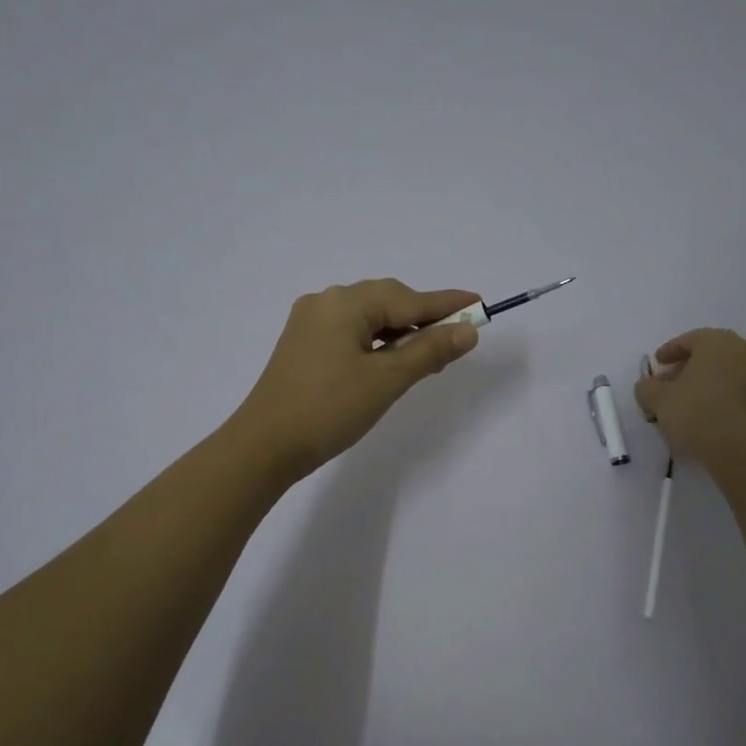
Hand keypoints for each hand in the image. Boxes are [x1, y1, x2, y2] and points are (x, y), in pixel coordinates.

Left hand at [231, 279, 482, 483]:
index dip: (447, 305)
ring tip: (427, 358)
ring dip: (400, 333)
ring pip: (369, 318)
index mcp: (345, 303)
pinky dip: (377, 343)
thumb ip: (429, 351)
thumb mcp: (387, 380)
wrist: (265, 446)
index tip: (480, 304)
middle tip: (455, 341)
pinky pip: (351, 332)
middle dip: (423, 319)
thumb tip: (467, 331)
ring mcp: (310, 323)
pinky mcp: (303, 344)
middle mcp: (325, 302)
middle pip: (387, 302)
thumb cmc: (329, 409)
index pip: (409, 299)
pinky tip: (390, 361)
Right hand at [634, 328, 745, 470]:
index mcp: (718, 341)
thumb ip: (647, 387)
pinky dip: (724, 395)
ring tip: (689, 402)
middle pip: (711, 354)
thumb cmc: (697, 414)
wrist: (744, 451)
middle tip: (670, 384)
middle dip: (688, 367)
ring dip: (708, 381)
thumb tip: (649, 386)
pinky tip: (710, 414)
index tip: (657, 365)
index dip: (669, 351)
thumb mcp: (658, 400)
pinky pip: (741, 389)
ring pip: (728, 371)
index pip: (690, 340)